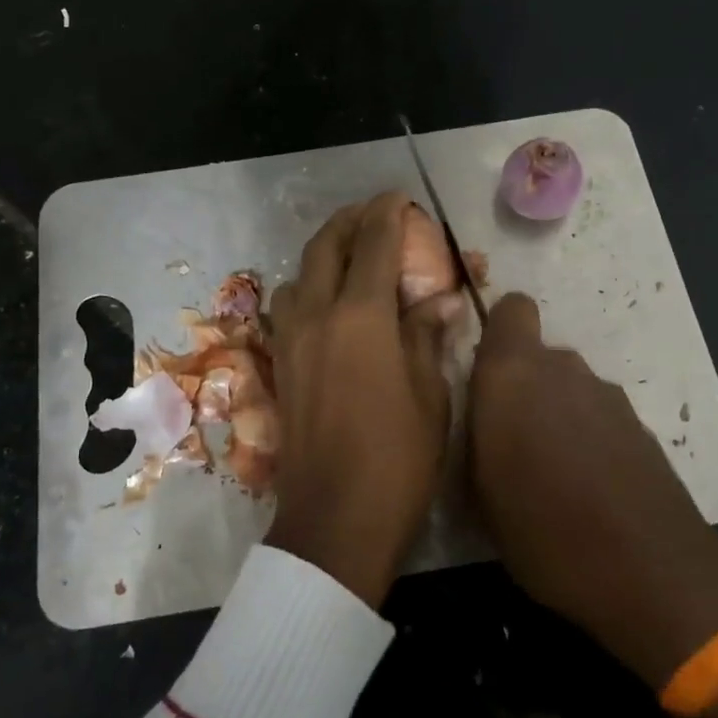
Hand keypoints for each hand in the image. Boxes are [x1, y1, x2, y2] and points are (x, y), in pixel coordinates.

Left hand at [264, 193, 450, 605]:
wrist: (335, 519)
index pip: (374, 245)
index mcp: (360, 317)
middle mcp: (317, 316)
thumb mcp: (430, 396)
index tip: (400, 198)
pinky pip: (288, 305)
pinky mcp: (280, 365)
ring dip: (323, 252)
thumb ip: (427, 337)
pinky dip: (308, 286)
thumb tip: (437, 300)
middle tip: (374, 213)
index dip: (387, 214)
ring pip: (299, 273)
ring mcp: (291, 340)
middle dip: (349, 221)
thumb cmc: (397, 459)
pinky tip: (329, 302)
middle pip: (325, 246)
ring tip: (352, 255)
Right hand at [469, 293, 717, 717]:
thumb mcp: (478, 491)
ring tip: (548, 471)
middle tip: (506, 439)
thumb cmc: (544, 531)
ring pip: (568, 387)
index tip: (483, 371)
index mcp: (514, 374)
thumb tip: (480, 415)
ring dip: (554, 413)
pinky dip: (587, 436)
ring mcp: (608, 397)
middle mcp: (562, 370)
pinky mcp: (641, 427)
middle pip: (536, 355)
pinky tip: (586, 487)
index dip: (497, 330)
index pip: (511, 309)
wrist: (654, 575)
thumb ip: (474, 434)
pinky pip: (597, 416)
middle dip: (521, 385)